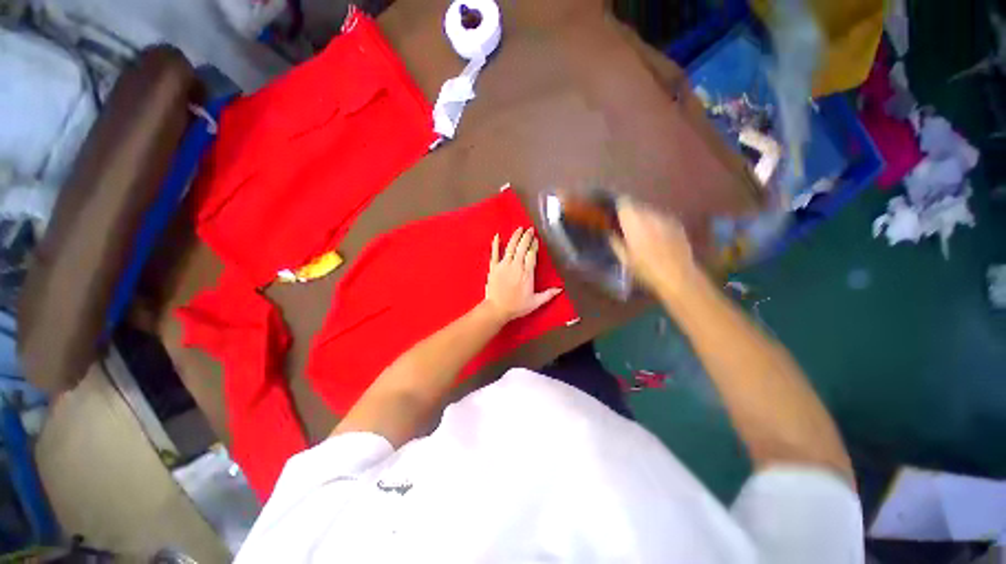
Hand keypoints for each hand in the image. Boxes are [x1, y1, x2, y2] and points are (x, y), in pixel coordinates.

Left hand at [484, 227, 562, 321]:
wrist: (497, 309)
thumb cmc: (516, 307)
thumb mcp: (535, 302)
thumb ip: (548, 294)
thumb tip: (560, 289)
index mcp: (527, 274)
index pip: (532, 254)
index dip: (534, 245)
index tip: (536, 239)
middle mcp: (516, 266)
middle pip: (522, 248)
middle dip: (526, 237)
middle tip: (530, 229)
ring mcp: (503, 266)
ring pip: (510, 247)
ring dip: (515, 237)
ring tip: (519, 229)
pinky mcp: (493, 268)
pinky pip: (494, 253)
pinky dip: (495, 244)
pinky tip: (497, 236)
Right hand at [610, 198, 696, 292]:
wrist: (677, 275)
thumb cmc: (646, 269)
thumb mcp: (625, 259)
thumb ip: (615, 242)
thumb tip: (610, 232)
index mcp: (634, 222)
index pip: (623, 203)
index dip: (617, 206)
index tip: (613, 213)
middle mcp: (650, 215)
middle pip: (637, 206)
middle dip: (630, 213)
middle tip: (625, 225)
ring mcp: (665, 218)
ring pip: (649, 211)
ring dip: (643, 218)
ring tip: (641, 231)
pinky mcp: (676, 224)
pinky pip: (661, 218)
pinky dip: (656, 223)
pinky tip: (655, 236)